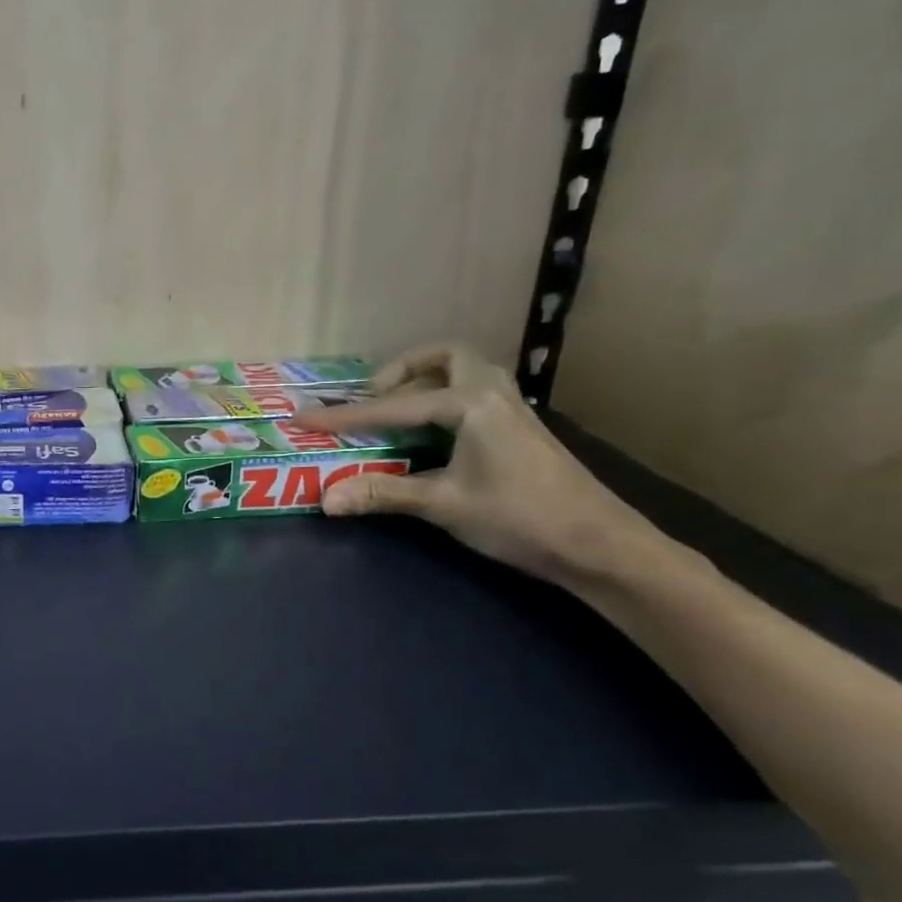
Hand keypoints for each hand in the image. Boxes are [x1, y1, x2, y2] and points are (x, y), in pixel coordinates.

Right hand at [290, 344, 664, 584]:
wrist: (598, 544)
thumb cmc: (520, 517)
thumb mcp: (444, 505)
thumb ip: (384, 493)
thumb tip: (326, 498)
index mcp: (470, 403)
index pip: (392, 407)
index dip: (344, 416)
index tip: (303, 417)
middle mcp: (492, 393)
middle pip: (445, 357)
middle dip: (403, 370)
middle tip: (375, 397)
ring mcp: (512, 409)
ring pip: (466, 372)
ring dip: (428, 381)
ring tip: (400, 411)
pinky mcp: (521, 429)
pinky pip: (476, 393)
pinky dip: (446, 400)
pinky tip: (435, 435)